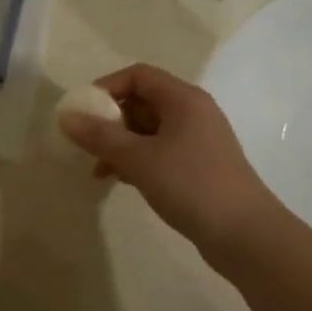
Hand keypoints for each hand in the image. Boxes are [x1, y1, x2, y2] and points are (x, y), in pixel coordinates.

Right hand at [58, 64, 282, 254]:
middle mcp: (193, 112)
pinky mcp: (199, 166)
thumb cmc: (191, 185)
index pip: (138, 75)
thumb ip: (100, 136)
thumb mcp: (139, 159)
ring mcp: (198, 140)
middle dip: (110, 120)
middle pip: (142, 101)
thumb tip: (65, 116)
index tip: (82, 112)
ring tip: (99, 170)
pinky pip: (160, 151)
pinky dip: (138, 159)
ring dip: (121, 143)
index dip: (106, 87)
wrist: (246, 235)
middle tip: (87, 143)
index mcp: (183, 99)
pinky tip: (122, 181)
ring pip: (149, 129)